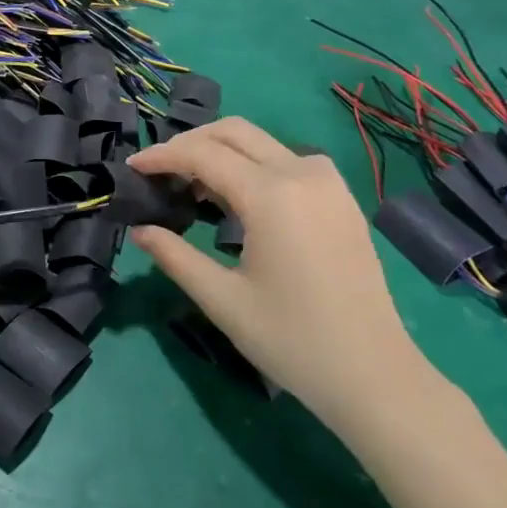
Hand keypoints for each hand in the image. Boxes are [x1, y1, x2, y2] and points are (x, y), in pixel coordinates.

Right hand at [129, 117, 443, 433]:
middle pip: (234, 132)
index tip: (132, 168)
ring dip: (224, 150)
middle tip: (160, 171)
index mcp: (271, 195)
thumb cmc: (292, 340)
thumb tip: (139, 229)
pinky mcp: (343, 200)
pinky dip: (256, 164)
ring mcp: (329, 184)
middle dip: (190, 143)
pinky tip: (242, 198)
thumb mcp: (222, 300)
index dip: (162, 156)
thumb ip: (174, 255)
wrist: (374, 376)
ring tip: (195, 186)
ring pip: (264, 142)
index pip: (203, 154)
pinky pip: (290, 161)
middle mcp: (302, 174)